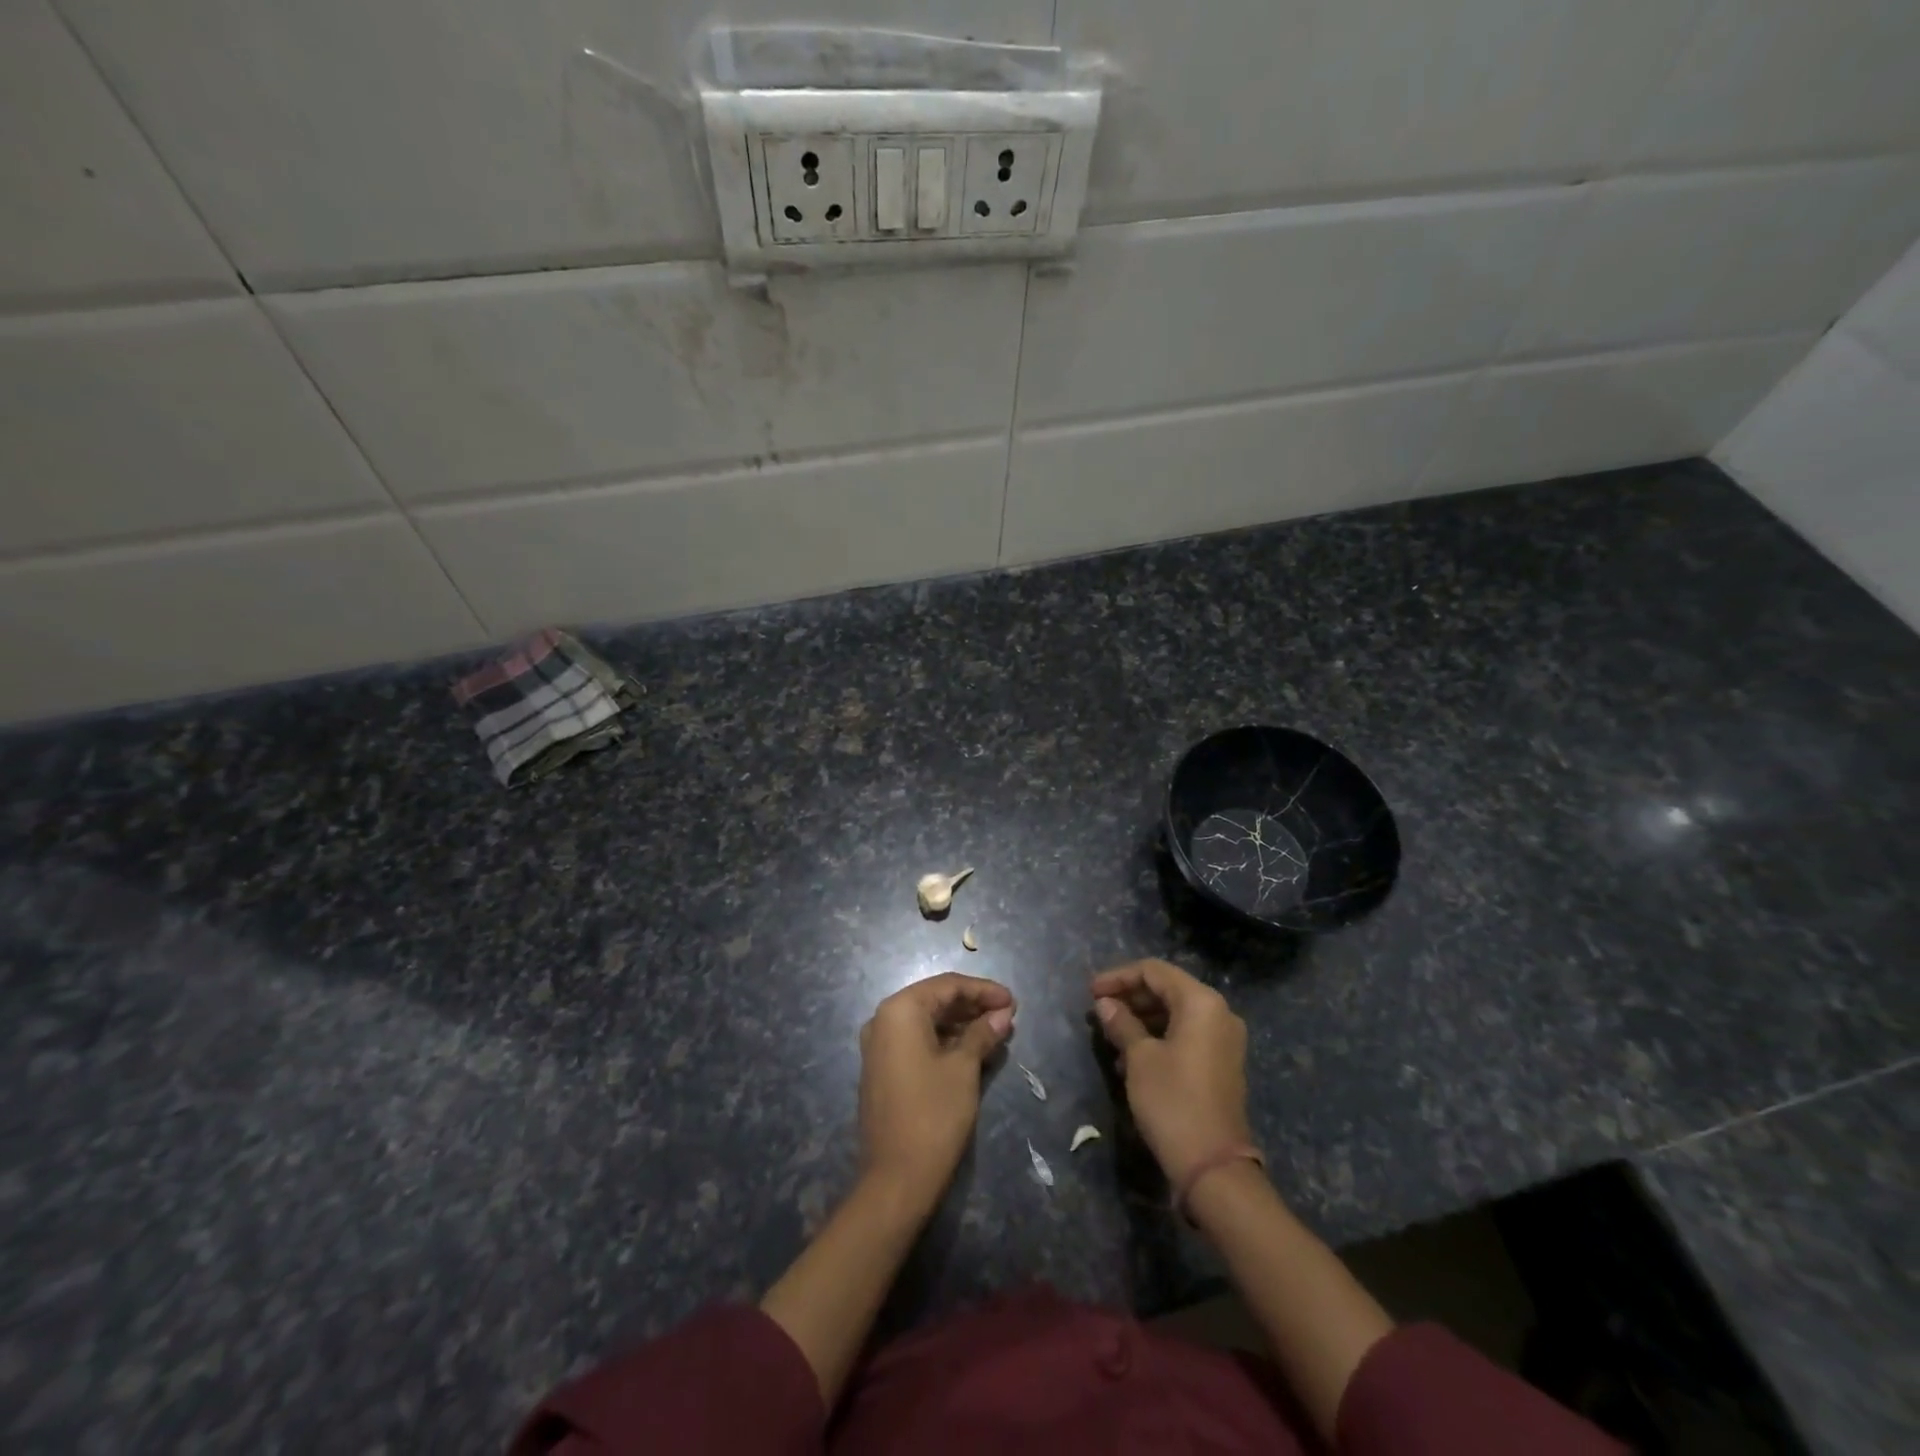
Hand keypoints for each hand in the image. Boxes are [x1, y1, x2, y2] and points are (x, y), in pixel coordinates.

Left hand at [858, 973, 1015, 1209]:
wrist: (896, 1179)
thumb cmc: (934, 1115)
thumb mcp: (964, 1069)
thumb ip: (983, 1033)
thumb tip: (1003, 1014)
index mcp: (900, 1010)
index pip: (948, 986)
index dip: (984, 990)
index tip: (1013, 1001)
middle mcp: (883, 1019)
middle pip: (935, 1000)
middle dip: (973, 1006)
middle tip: (1008, 1016)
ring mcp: (879, 1045)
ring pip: (927, 1021)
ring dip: (961, 1024)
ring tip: (997, 1033)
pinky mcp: (882, 1069)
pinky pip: (917, 1041)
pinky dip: (945, 1041)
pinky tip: (973, 1050)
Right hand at [1091, 958, 1252, 1188]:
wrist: (1213, 1167)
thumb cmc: (1172, 1101)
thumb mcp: (1139, 1058)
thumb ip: (1121, 1023)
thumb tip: (1105, 1004)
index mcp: (1201, 1002)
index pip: (1154, 971)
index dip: (1119, 977)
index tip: (1090, 992)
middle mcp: (1218, 1013)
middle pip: (1167, 989)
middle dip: (1130, 998)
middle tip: (1098, 1011)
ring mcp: (1223, 1040)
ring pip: (1175, 1014)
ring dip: (1141, 1019)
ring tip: (1110, 1035)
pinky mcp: (1221, 1064)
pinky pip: (1185, 1035)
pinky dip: (1158, 1037)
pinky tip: (1129, 1057)